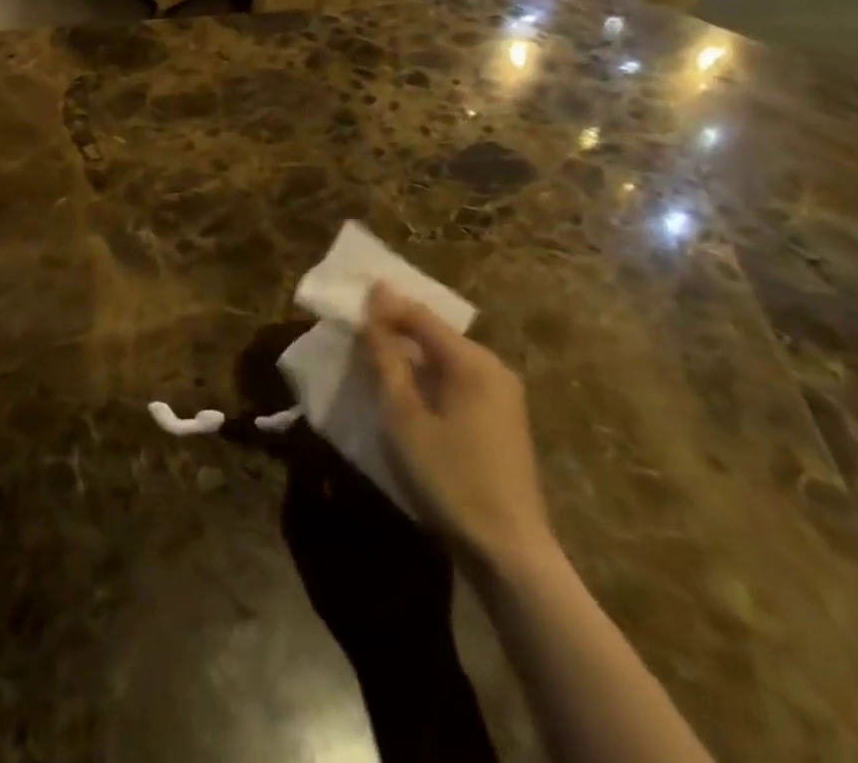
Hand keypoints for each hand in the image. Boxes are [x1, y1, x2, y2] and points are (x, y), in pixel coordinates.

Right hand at [363, 283, 555, 577]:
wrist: (508, 554)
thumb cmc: (449, 478)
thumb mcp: (403, 416)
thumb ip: (386, 358)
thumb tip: (376, 304)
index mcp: (473, 361)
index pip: (420, 315)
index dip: (383, 307)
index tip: (348, 304)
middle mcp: (493, 368)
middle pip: (435, 334)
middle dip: (396, 331)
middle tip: (356, 335)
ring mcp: (502, 396)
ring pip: (445, 360)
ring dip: (410, 358)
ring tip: (373, 363)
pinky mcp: (502, 422)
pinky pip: (457, 382)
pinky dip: (428, 381)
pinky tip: (406, 395)